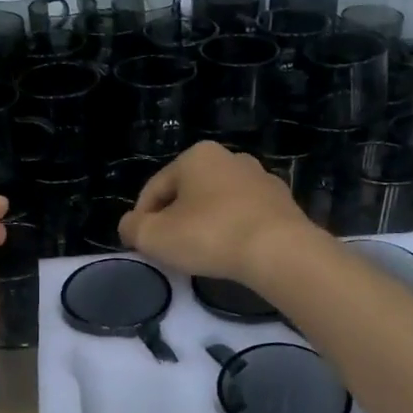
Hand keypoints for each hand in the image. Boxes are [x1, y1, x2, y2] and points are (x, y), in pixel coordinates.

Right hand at [119, 141, 324, 286]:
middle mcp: (230, 158)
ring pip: (218, 204)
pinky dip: (232, 231)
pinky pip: (244, 216)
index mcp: (196, 156)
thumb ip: (133, 228)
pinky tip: (231, 253)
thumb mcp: (155, 236)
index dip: (142, 219)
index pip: (155, 189)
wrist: (280, 251)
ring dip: (205, 225)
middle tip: (171, 252)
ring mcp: (260, 178)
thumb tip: (130, 225)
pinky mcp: (282, 202)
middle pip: (187, 194)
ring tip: (201, 256)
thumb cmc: (210, 236)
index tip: (142, 247)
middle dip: (175, 220)